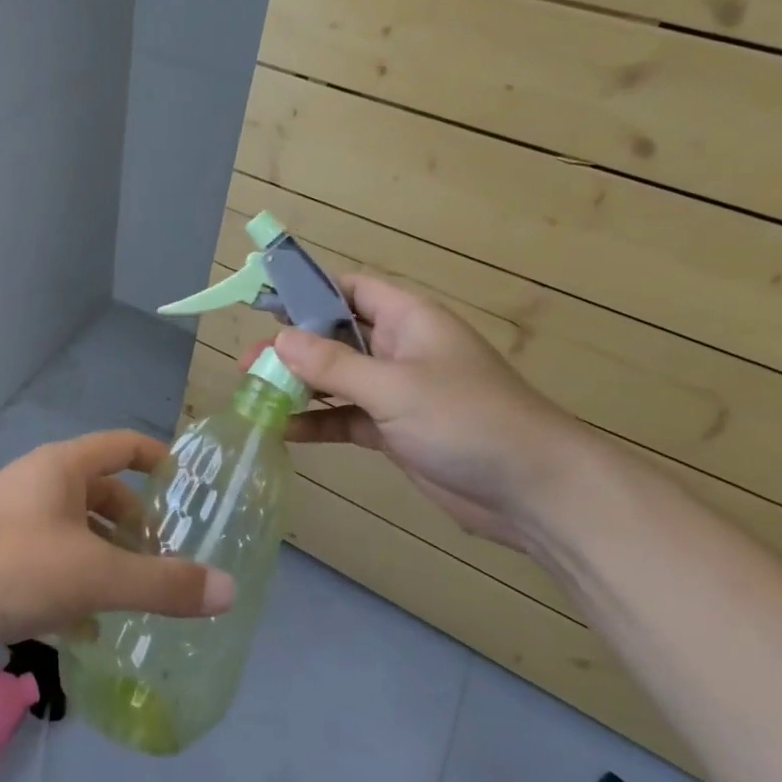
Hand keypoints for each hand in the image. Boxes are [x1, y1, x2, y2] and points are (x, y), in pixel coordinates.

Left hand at [0, 430, 235, 660]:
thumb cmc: (11, 566)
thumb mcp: (95, 576)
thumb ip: (162, 584)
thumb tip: (227, 589)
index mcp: (64, 467)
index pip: (125, 446)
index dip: (160, 461)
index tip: (190, 492)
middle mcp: (40, 483)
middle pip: (102, 492)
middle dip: (136, 525)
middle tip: (168, 560)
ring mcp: (14, 519)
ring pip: (76, 531)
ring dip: (107, 558)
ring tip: (137, 598)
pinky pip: (49, 561)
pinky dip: (74, 585)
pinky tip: (88, 628)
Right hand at [261, 276, 588, 552]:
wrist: (533, 491)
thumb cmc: (466, 419)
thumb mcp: (395, 387)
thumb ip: (334, 365)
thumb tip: (279, 340)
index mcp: (408, 319)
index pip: (351, 290)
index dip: (308, 291)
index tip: (264, 303)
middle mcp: (399, 348)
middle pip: (335, 336)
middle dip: (292, 347)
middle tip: (248, 363)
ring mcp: (397, 391)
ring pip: (337, 379)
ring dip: (299, 386)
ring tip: (253, 394)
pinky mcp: (394, 430)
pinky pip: (345, 417)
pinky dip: (317, 421)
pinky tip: (282, 430)